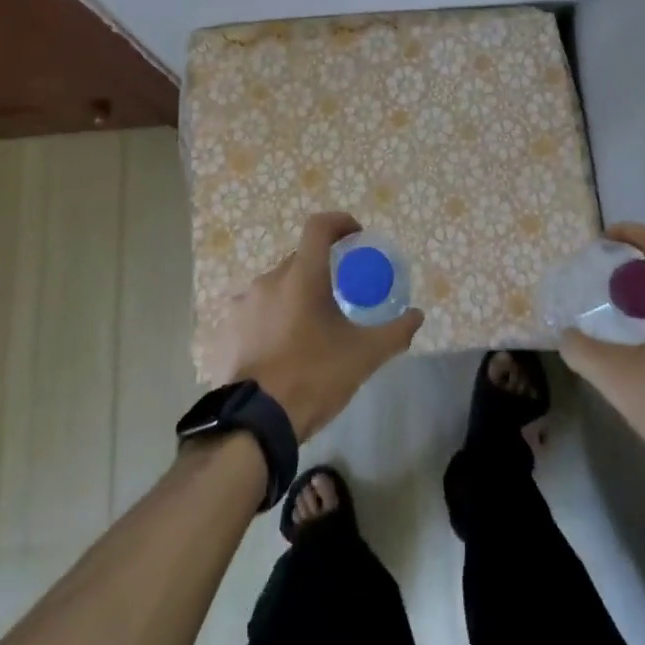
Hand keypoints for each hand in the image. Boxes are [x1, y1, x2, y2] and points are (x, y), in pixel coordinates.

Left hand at [212, 211, 423, 441]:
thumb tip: (417, 316)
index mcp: (302, 275)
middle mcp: (269, 280)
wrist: (257, 422)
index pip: (319, 227)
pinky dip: (269, 320)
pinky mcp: (227, 330)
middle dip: (319, 270)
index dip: (339, 223)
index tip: (355, 237)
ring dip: (293, 297)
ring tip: (307, 328)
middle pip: (298, 260)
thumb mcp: (363, 356)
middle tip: (337, 296)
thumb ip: (395, 332)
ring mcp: (242, 304)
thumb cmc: (314, 376)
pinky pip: (254, 313)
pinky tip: (280, 349)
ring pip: (275, 287)